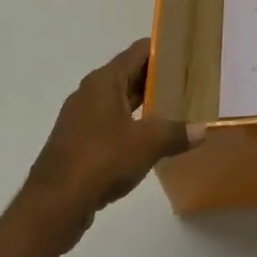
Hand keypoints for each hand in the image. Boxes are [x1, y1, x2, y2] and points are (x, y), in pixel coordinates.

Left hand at [19, 41, 202, 248]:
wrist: (53, 206)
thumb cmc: (101, 161)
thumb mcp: (147, 144)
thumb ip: (177, 133)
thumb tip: (204, 129)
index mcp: (104, 82)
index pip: (139, 51)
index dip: (164, 49)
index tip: (188, 54)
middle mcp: (90, 93)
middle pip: (129, 74)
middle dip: (158, 78)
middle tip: (189, 83)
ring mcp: (81, 119)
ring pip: (119, 101)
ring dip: (145, 104)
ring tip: (176, 109)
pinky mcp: (78, 143)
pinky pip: (110, 124)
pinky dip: (131, 125)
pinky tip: (150, 140)